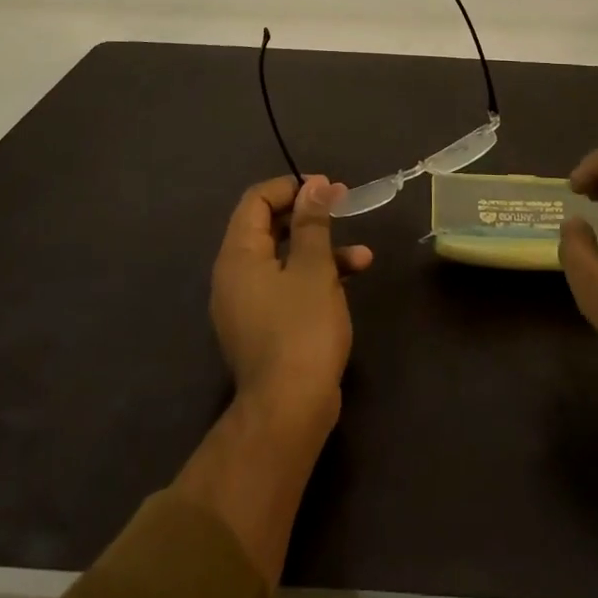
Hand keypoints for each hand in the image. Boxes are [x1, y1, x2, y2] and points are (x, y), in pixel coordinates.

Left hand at [211, 175, 373, 431]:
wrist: (289, 411)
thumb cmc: (301, 329)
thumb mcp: (313, 267)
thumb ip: (313, 222)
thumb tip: (315, 186)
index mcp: (238, 255)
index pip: (256, 200)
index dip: (291, 187)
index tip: (326, 188)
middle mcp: (235, 275)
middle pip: (268, 227)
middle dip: (309, 215)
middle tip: (343, 207)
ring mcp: (248, 304)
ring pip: (284, 258)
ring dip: (321, 248)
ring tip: (362, 253)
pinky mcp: (265, 327)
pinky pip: (288, 285)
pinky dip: (316, 276)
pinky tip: (351, 279)